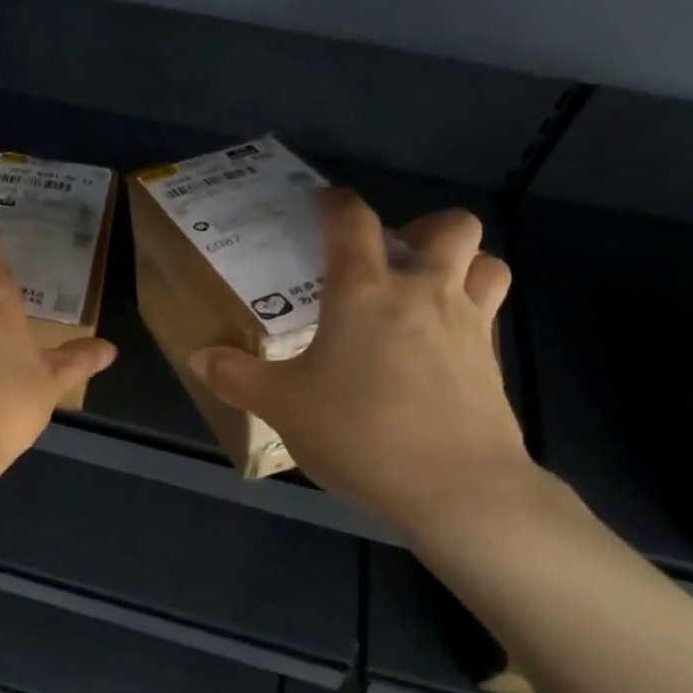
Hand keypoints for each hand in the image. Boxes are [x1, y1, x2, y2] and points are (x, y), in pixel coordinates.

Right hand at [188, 191, 534, 535]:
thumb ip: (237, 378)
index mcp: (364, 292)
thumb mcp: (283, 407)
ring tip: (428, 293)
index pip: (353, 222)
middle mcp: (423, 293)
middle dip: (424, 228)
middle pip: (451, 226)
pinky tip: (438, 349)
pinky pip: (490, 315)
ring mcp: (468, 325)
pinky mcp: (493, 362)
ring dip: (463, 265)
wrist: (457, 489)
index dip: (336, 204)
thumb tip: (198, 357)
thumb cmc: (360, 433)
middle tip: (392, 259)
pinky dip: (469, 314)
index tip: (322, 205)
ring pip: (487, 263)